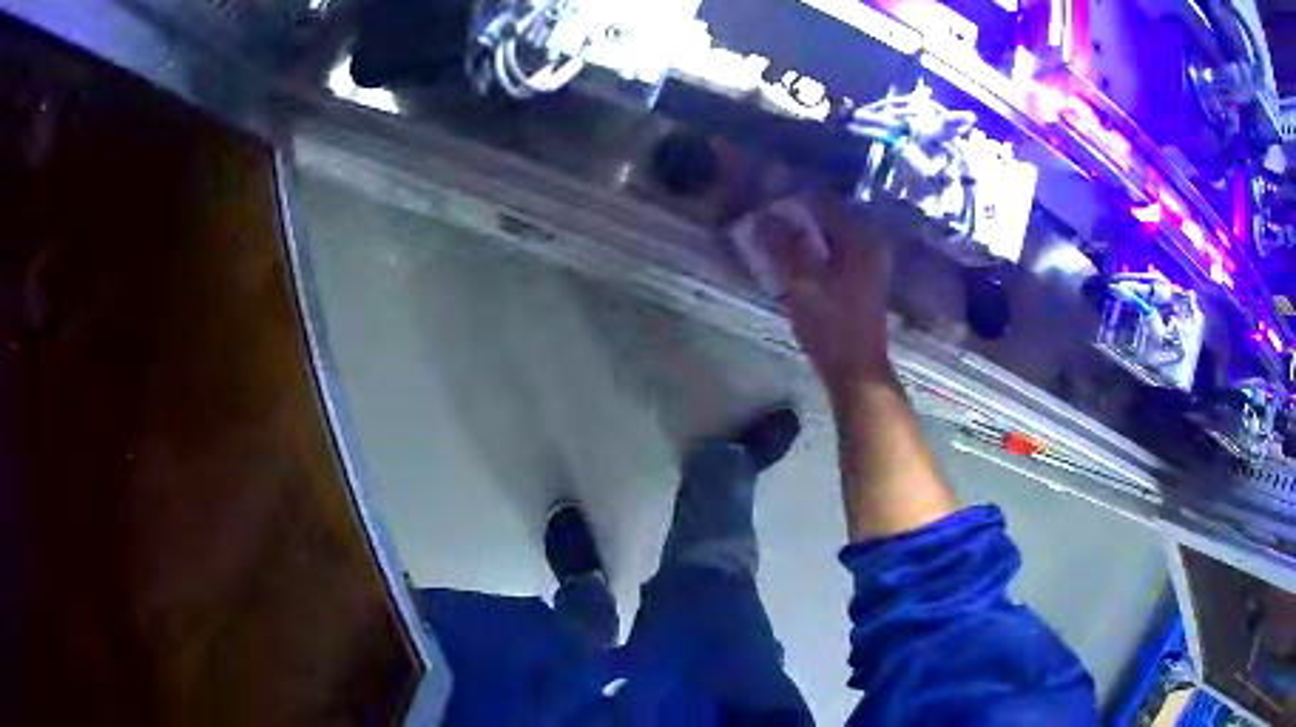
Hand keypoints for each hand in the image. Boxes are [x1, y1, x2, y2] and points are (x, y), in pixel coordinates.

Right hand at [758, 195, 896, 396]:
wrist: (857, 372)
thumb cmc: (831, 328)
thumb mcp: (802, 285)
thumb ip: (783, 247)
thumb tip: (764, 215)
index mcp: (861, 239)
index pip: (823, 201)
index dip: (791, 196)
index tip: (763, 196)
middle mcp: (869, 243)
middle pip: (828, 216)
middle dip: (796, 213)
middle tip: (764, 214)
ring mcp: (868, 262)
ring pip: (830, 234)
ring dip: (803, 232)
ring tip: (772, 231)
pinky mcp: (862, 278)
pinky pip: (834, 251)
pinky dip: (813, 249)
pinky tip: (792, 255)